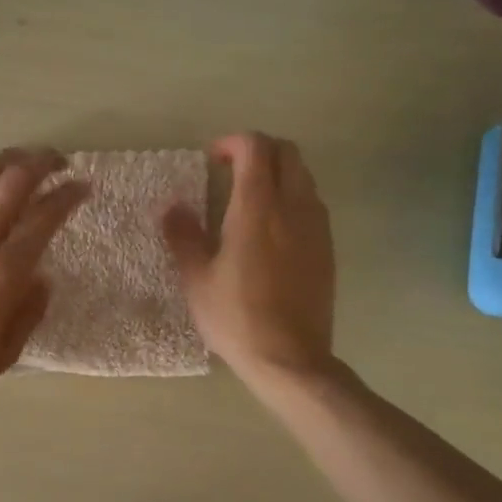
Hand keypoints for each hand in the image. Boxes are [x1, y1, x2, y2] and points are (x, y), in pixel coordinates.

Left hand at [0, 149, 87, 420]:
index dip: (69, 195)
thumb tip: (42, 278)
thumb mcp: (4, 353)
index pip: (46, 217)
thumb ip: (29, 312)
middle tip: (57, 162)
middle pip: (14, 182)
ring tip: (20, 159)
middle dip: (41, 162)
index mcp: (5, 272)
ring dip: (5, 161)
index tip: (83, 186)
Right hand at [162, 133, 335, 386]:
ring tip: (250, 197)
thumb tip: (173, 208)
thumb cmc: (236, 318)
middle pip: (287, 152)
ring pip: (304, 176)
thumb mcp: (197, 280)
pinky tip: (272, 228)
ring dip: (278, 172)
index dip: (233, 142)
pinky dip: (292, 197)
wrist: (291, 358)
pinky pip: (312, 203)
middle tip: (231, 170)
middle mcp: (293, 207)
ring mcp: (316, 227)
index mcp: (257, 208)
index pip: (255, 148)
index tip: (212, 159)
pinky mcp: (327, 248)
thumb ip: (184, 236)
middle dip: (259, 150)